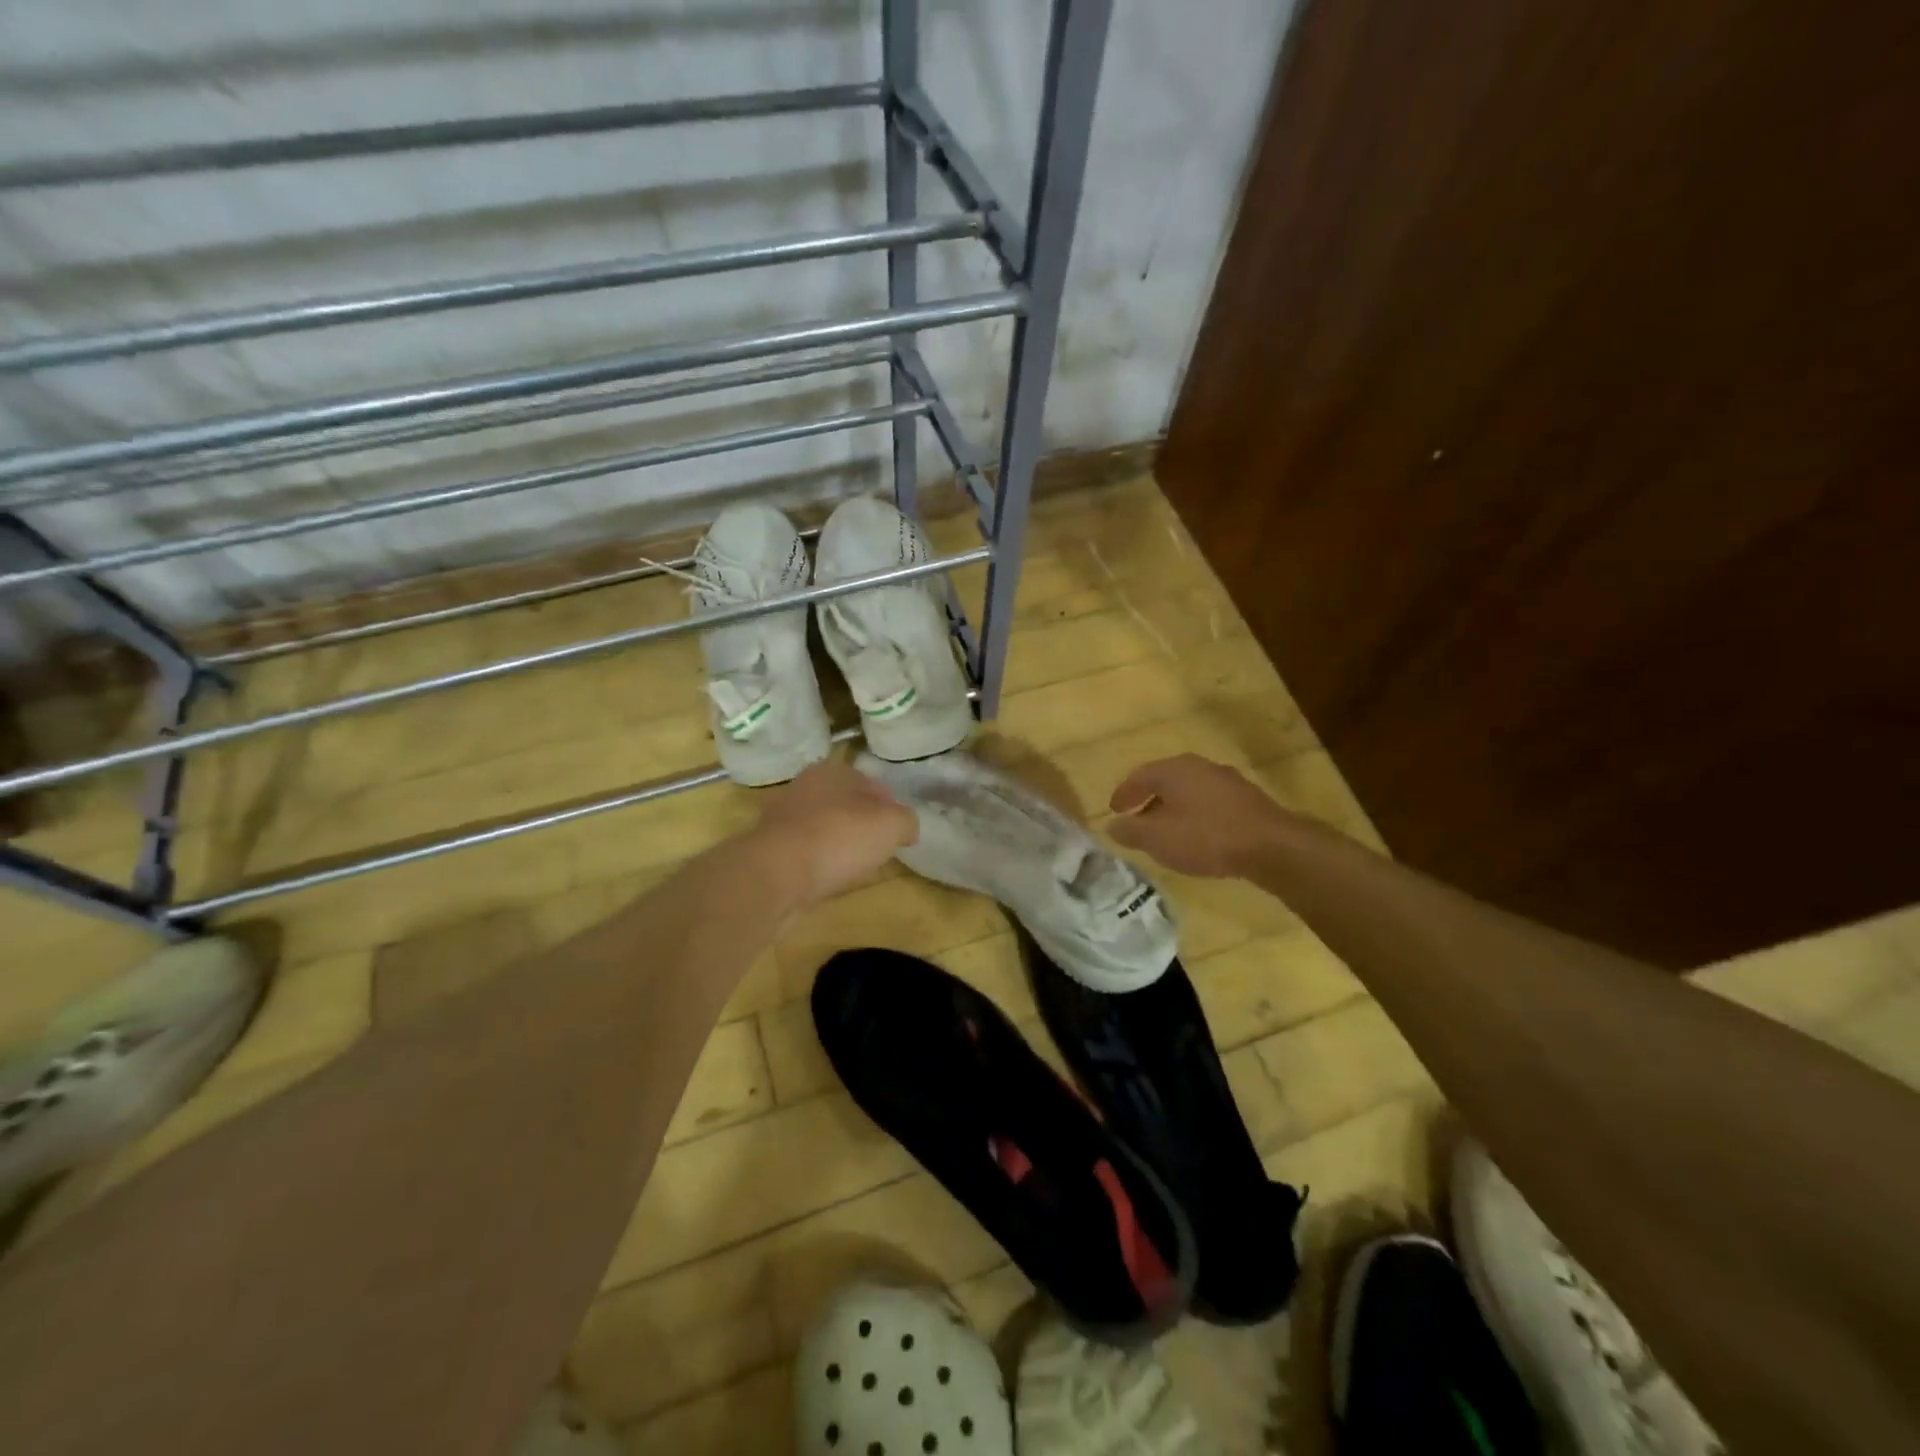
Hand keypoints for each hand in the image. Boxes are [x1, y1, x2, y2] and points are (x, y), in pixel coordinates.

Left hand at [747, 760, 918, 905]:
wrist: (776, 874)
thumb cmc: (839, 838)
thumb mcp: (892, 825)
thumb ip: (906, 822)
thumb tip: (905, 829)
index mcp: (833, 770)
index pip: (872, 784)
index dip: (890, 807)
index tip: (898, 832)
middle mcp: (804, 786)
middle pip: (846, 805)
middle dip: (862, 824)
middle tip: (878, 849)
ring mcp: (782, 817)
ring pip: (823, 827)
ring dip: (838, 844)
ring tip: (854, 868)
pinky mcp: (769, 847)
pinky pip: (805, 852)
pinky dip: (818, 862)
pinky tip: (827, 878)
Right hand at [1107, 754, 1298, 878]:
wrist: (1271, 846)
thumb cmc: (1206, 837)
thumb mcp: (1158, 839)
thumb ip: (1131, 831)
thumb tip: (1112, 825)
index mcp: (1174, 769)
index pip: (1139, 776)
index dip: (1123, 794)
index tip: (1114, 811)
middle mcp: (1199, 766)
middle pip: (1165, 780)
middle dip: (1148, 799)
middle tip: (1136, 819)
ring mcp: (1226, 780)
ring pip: (1189, 791)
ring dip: (1172, 808)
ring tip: (1165, 830)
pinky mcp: (1246, 798)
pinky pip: (1209, 802)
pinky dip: (1194, 814)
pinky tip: (1197, 835)